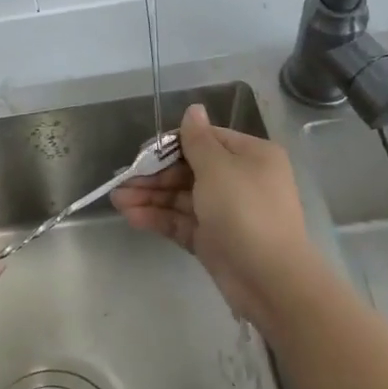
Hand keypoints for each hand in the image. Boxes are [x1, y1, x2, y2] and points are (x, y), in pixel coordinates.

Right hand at [111, 103, 326, 331]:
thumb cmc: (245, 210)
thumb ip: (197, 140)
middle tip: (122, 180)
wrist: (270, 280)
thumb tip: (194, 108)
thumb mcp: (218, 167)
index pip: (206, 140)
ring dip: (150, 197)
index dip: (172, 145)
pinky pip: (182, 222)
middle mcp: (240, 180)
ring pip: (182, 197)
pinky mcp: (213, 240)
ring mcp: (226, 212)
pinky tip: (131, 216)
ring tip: (117, 200)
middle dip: (155, 175)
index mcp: (250, 156)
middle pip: (190, 170)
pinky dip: (158, 218)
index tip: (143, 152)